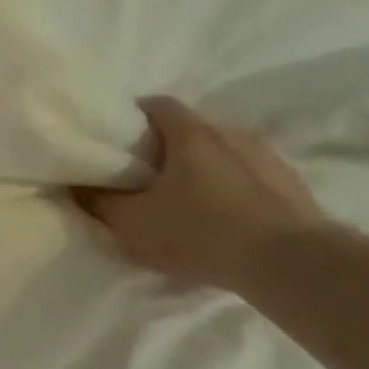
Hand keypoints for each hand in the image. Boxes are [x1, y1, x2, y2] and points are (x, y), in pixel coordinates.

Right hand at [75, 97, 330, 290]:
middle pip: (189, 129)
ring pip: (221, 152)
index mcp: (191, 133)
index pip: (156, 105)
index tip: (115, 140)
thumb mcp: (132, 223)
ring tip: (183, 200)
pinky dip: (229, 188)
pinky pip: (248, 177)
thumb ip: (100, 202)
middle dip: (164, 146)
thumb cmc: (200, 232)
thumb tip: (78, 186)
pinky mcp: (291, 185)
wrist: (291, 263)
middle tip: (143, 175)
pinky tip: (220, 218)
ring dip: (201, 169)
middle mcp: (231, 133)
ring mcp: (267, 157)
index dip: (131, 117)